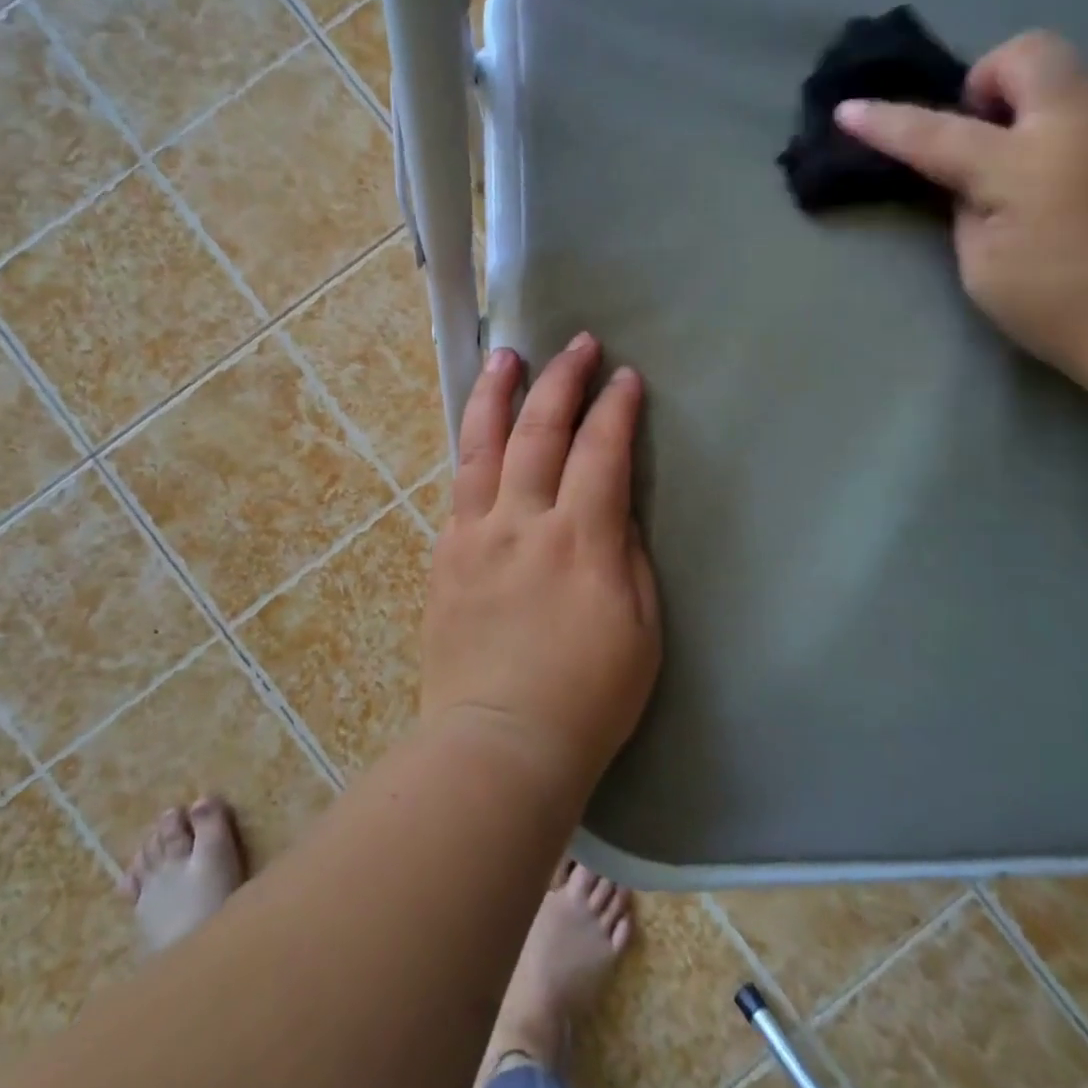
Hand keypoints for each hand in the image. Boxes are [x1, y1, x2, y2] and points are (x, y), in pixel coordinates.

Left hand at [420, 334, 661, 790]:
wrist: (500, 742)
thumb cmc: (589, 697)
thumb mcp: (640, 628)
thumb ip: (627, 555)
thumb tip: (614, 506)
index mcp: (580, 541)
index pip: (602, 452)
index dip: (616, 409)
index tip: (625, 378)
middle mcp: (523, 522)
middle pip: (540, 432)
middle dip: (562, 380)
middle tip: (576, 344)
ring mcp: (476, 535)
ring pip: (483, 445)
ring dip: (498, 394)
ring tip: (507, 356)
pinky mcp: (446, 554)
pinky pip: (459, 485)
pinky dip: (472, 446)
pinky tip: (479, 429)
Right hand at [836, 30, 1087, 401]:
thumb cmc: (1065, 308)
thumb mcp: (984, 268)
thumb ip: (968, 210)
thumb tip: (976, 182)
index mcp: (1023, 163)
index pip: (936, 133)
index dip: (886, 122)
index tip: (848, 110)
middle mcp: (1086, 122)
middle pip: (1029, 52)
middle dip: (991, 78)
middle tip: (982, 132)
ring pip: (1079, 77)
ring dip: (1040, 106)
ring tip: (1038, 167)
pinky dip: (1083, 133)